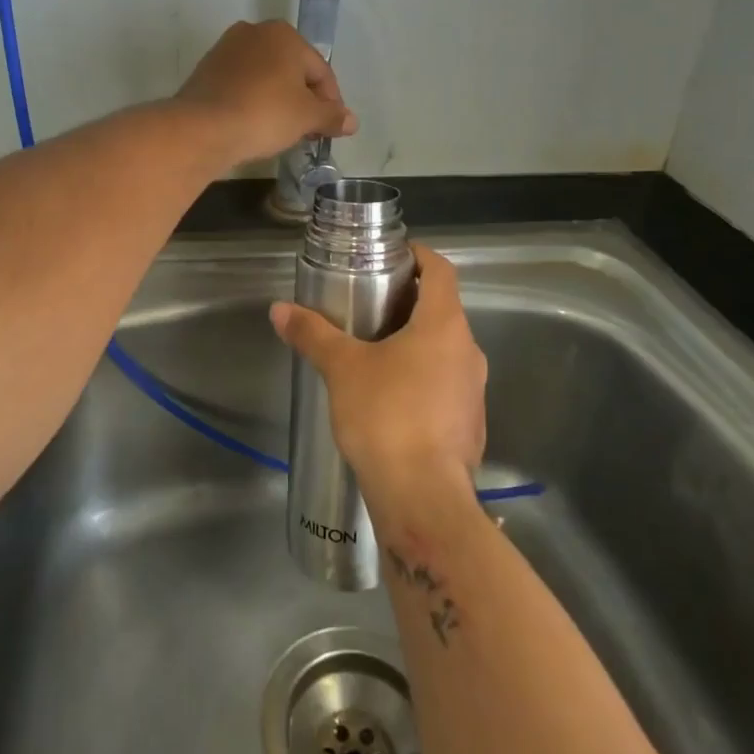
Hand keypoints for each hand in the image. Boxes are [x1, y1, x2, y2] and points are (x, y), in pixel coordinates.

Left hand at [174, 20, 357, 165]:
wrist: (202, 128)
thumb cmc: (264, 114)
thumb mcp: (307, 117)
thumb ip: (331, 116)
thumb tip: (351, 121)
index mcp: (284, 34)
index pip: (320, 71)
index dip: (331, 102)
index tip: (331, 129)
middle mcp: (254, 32)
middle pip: (292, 71)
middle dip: (303, 100)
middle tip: (308, 131)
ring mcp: (226, 49)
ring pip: (265, 77)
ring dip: (278, 101)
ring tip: (282, 131)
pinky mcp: (206, 70)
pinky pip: (241, 86)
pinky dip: (252, 102)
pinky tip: (254, 125)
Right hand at [269, 244, 486, 509]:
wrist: (423, 498)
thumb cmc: (386, 416)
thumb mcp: (342, 368)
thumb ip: (313, 334)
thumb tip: (279, 309)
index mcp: (445, 326)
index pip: (442, 271)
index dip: (420, 256)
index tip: (394, 255)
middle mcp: (468, 351)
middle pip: (443, 310)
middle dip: (409, 302)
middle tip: (370, 303)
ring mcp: (473, 391)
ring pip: (445, 350)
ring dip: (415, 343)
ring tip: (374, 350)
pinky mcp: (469, 425)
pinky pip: (446, 385)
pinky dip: (422, 378)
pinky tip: (390, 398)